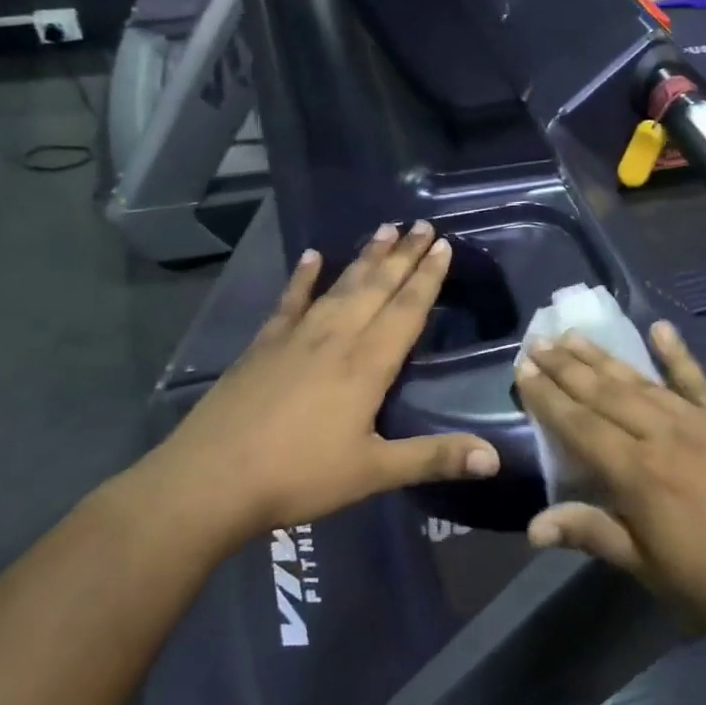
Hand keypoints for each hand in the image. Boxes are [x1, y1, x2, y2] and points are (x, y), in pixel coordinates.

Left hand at [146, 221, 498, 539]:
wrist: (209, 481)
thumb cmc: (298, 476)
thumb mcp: (373, 472)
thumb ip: (434, 459)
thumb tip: (496, 459)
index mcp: (367, 364)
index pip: (407, 309)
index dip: (428, 277)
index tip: (444, 245)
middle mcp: (336, 338)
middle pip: (377, 287)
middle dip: (404, 255)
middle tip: (423, 224)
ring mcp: (296, 337)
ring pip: (340, 286)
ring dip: (366, 257)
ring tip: (385, 228)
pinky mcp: (264, 345)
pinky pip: (290, 301)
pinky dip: (303, 278)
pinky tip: (311, 256)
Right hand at [517, 324, 705, 652]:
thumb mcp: (650, 570)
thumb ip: (594, 535)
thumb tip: (533, 526)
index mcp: (638, 475)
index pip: (581, 427)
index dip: (549, 398)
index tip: (523, 371)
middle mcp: (663, 436)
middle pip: (605, 394)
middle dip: (567, 367)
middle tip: (538, 342)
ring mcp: (699, 421)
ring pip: (641, 381)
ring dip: (605, 357)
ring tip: (574, 335)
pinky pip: (697, 379)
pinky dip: (677, 352)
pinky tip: (659, 328)